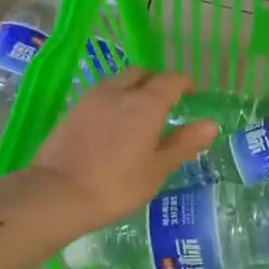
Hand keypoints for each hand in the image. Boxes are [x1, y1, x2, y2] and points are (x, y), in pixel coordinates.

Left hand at [29, 69, 219, 230]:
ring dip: (133, 89)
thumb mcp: (156, 169)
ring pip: (118, 82)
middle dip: (157, 82)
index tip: (193, 93)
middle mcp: (119, 92)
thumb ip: (183, 143)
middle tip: (166, 101)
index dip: (185, 84)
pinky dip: (114, 101)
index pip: (171, 80)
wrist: (57, 194)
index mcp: (146, 104)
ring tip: (139, 113)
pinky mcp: (72, 111)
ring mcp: (92, 99)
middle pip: (142, 74)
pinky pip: (101, 95)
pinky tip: (114, 124)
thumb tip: (210, 124)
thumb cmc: (116, 186)